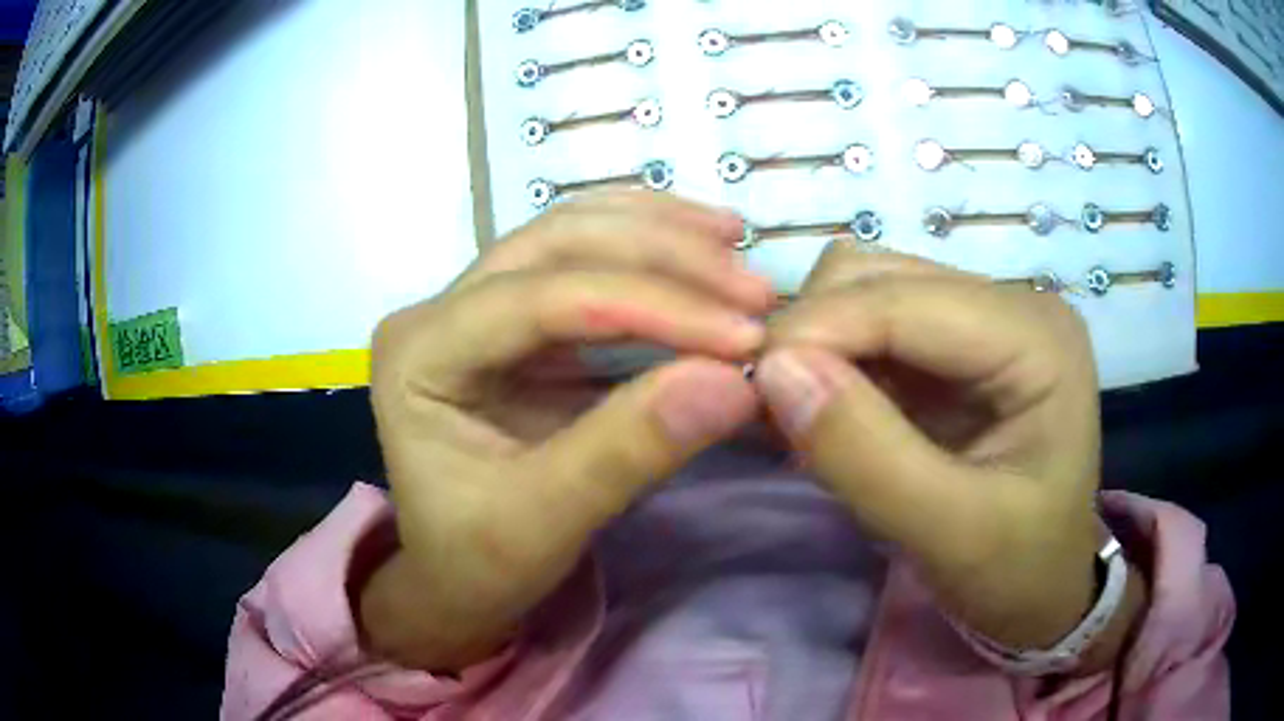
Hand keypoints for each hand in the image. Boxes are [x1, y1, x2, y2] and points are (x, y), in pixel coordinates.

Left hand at [360, 193, 772, 670]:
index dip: (649, 305)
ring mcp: (474, 305)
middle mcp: (437, 311)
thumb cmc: (481, 563)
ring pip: (571, 235)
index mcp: (418, 355)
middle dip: (663, 255)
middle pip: (555, 244)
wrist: (458, 579)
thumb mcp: (546, 524)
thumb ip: (630, 450)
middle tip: (753, 288)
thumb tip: (735, 382)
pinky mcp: (515, 320)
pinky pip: (583, 260)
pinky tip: (698, 239)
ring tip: (736, 242)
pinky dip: (647, 245)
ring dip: (660, 233)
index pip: (539, 299)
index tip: (743, 334)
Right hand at [754, 244, 1145, 670]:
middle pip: (878, 275)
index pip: (906, 299)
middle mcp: (1011, 304)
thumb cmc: (1016, 569)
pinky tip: (827, 414)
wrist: (1041, 588)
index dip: (817, 330)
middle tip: (775, 416)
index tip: (748, 390)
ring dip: (817, 345)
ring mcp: (982, 318)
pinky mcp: (954, 344)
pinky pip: (870, 324)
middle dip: (812, 335)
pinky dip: (832, 362)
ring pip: (864, 289)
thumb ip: (865, 455)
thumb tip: (773, 370)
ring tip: (802, 420)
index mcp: (1036, 337)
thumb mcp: (949, 533)